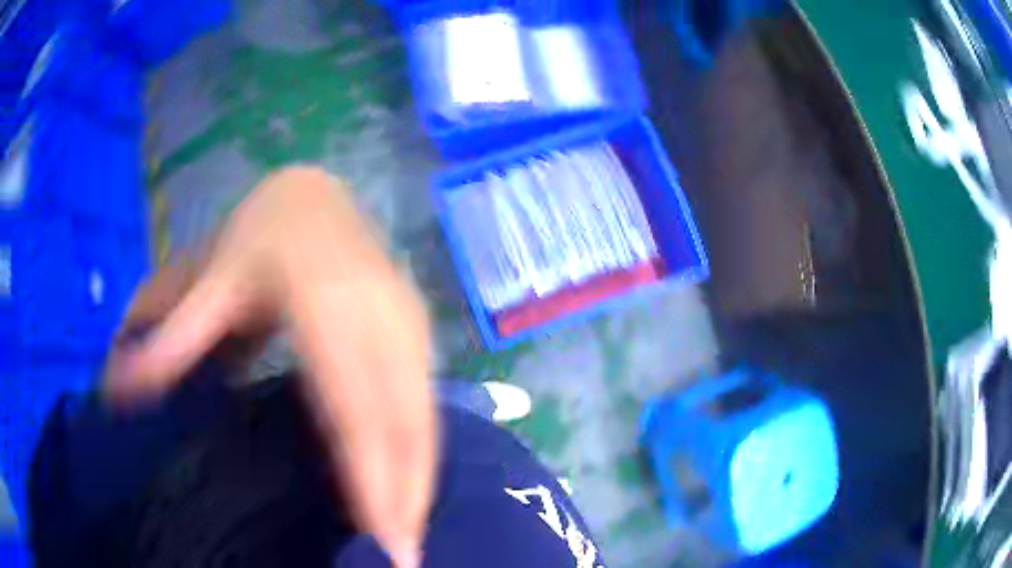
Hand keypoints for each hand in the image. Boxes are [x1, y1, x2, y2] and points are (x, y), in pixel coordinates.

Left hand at [107, 167, 435, 567]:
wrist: (316, 195)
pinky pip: (424, 406)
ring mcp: (409, 324)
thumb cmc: (260, 229)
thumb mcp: (209, 270)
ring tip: (405, 537)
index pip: (354, 407)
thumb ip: (172, 334)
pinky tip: (407, 487)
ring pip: (425, 419)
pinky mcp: (418, 332)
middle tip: (403, 561)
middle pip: (405, 423)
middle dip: (408, 497)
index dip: (371, 476)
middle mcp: (381, 318)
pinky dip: (420, 455)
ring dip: (420, 483)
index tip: (380, 538)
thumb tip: (119, 390)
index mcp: (325, 302)